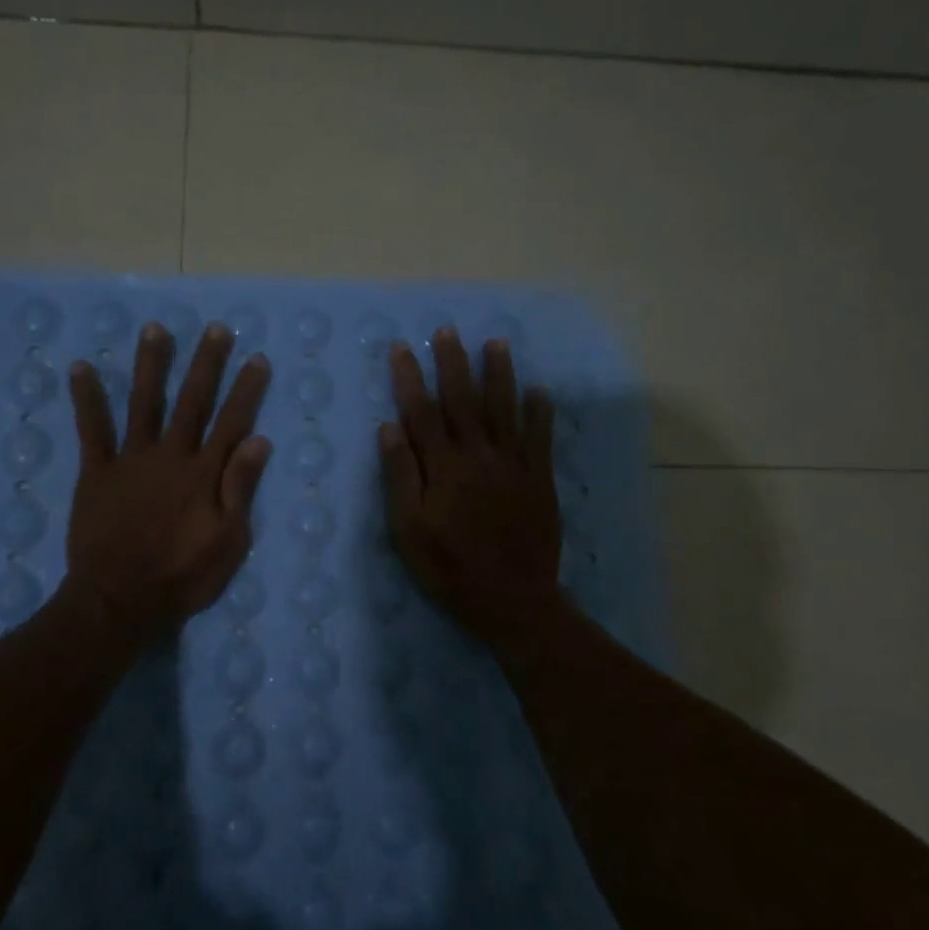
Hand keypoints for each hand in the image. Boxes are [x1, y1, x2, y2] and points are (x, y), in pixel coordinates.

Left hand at [62, 320, 272, 643]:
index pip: (232, 423)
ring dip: (150, 365)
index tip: (256, 359)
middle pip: (192, 402)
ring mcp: (131, 460)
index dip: (246, 390)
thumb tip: (259, 440)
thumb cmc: (182, 577)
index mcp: (204, 474)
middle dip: (205, 364)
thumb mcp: (229, 541)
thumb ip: (240, 488)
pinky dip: (86, 398)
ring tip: (154, 329)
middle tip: (214, 329)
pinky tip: (79, 367)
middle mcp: (170, 456)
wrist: (120, 600)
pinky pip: (91, 430)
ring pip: (143, 403)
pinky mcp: (97, 472)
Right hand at [379, 328, 565, 650]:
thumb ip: (401, 476)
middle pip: (463, 400)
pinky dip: (539, 412)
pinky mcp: (539, 479)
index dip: (410, 377)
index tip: (403, 348)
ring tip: (496, 344)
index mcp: (443, 466)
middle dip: (453, 363)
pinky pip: (540, 438)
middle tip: (447, 331)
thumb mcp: (409, 529)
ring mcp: (513, 464)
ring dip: (499, 374)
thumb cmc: (449, 566)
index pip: (421, 411)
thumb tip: (389, 427)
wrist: (511, 598)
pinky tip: (540, 390)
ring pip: (504, 409)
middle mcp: (478, 455)